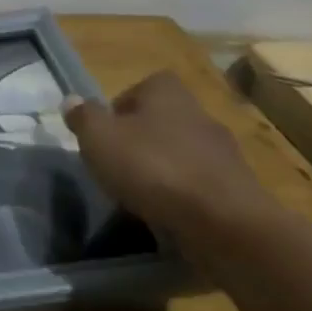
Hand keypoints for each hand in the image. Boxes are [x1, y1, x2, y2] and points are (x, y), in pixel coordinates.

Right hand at [67, 72, 274, 249]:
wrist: (226, 224)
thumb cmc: (153, 167)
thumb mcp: (99, 138)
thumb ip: (83, 117)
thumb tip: (71, 100)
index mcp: (167, 92)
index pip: (142, 86)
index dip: (121, 107)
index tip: (106, 133)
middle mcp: (199, 113)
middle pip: (163, 120)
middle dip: (142, 140)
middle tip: (119, 164)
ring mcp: (225, 153)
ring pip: (183, 153)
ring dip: (164, 169)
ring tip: (142, 195)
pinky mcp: (239, 190)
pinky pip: (201, 185)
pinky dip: (185, 196)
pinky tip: (169, 214)